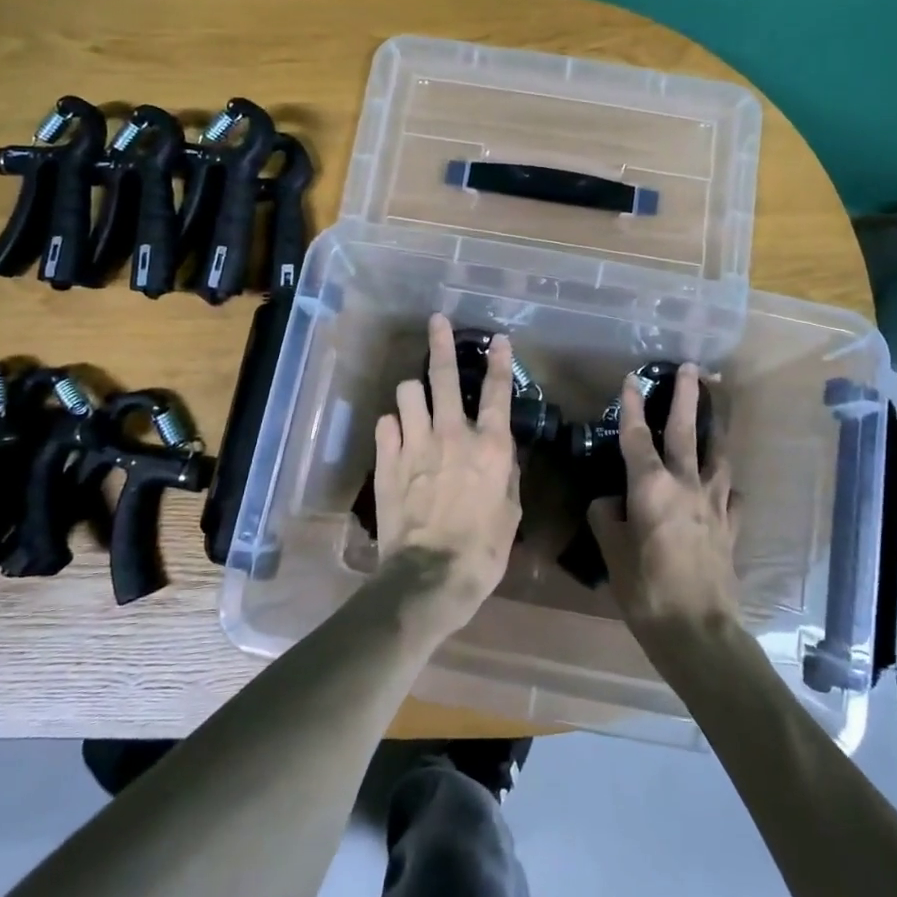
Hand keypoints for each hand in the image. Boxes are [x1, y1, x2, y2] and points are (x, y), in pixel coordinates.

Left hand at [371, 313, 522, 631]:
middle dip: (441, 342)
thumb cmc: (483, 550)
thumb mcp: (510, 512)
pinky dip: (393, 425)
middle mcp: (453, 433)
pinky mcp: (387, 459)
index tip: (498, 338)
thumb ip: (507, 474)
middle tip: (437, 321)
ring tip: (416, 399)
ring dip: (413, 392)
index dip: (499, 360)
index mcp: (490, 445)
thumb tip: (501, 454)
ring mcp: (415, 443)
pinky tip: (397, 436)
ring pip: (408, 391)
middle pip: (444, 374)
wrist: (431, 575)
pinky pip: (385, 423)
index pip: (497, 391)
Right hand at [587, 363, 740, 634]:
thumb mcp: (611, 552)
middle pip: (686, 431)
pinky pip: (732, 497)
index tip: (631, 379)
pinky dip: (727, 487)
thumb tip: (610, 503)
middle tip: (692, 368)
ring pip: (718, 457)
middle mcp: (686, 484)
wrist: (698, 628)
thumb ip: (606, 518)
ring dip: (714, 433)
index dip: (632, 405)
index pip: (636, 436)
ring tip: (715, 418)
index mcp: (651, 486)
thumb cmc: (645, 589)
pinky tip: (725, 489)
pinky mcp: (731, 527)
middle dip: (687, 397)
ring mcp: (714, 505)